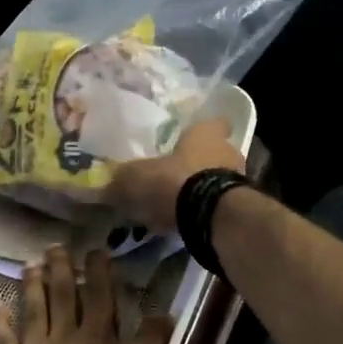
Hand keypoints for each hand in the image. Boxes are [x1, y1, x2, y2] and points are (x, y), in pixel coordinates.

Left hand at [0, 246, 173, 343]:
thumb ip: (151, 343)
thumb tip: (163, 313)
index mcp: (97, 335)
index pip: (99, 294)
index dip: (99, 270)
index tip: (96, 249)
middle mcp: (64, 334)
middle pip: (62, 295)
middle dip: (60, 268)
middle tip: (55, 246)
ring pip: (33, 310)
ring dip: (32, 286)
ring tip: (29, 265)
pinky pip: (4, 342)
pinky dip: (0, 323)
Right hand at [106, 118, 244, 232]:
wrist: (210, 216)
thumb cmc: (174, 181)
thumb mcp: (136, 177)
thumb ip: (122, 179)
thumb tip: (103, 184)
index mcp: (206, 133)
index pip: (213, 122)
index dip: (200, 130)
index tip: (186, 140)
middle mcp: (228, 150)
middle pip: (215, 152)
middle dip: (198, 163)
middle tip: (176, 174)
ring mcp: (238, 179)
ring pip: (218, 178)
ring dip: (202, 188)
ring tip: (179, 202)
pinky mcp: (239, 207)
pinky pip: (218, 204)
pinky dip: (205, 210)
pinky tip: (186, 221)